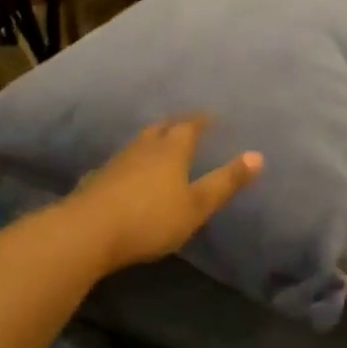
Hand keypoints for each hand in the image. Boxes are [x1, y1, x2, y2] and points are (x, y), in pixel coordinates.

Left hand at [68, 115, 262, 271]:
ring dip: (152, 140)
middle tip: (185, 124)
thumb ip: (226, 182)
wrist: (88, 232)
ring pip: (139, 143)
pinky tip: (128, 173)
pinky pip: (121, 162)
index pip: (189, 126)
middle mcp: (144, 147)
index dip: (202, 120)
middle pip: (161, 128)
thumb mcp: (197, 205)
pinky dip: (131, 162)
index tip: (211, 115)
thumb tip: (258, 155)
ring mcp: (117, 162)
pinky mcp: (97, 179)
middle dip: (175, 125)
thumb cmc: (151, 218)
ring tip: (159, 144)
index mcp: (171, 149)